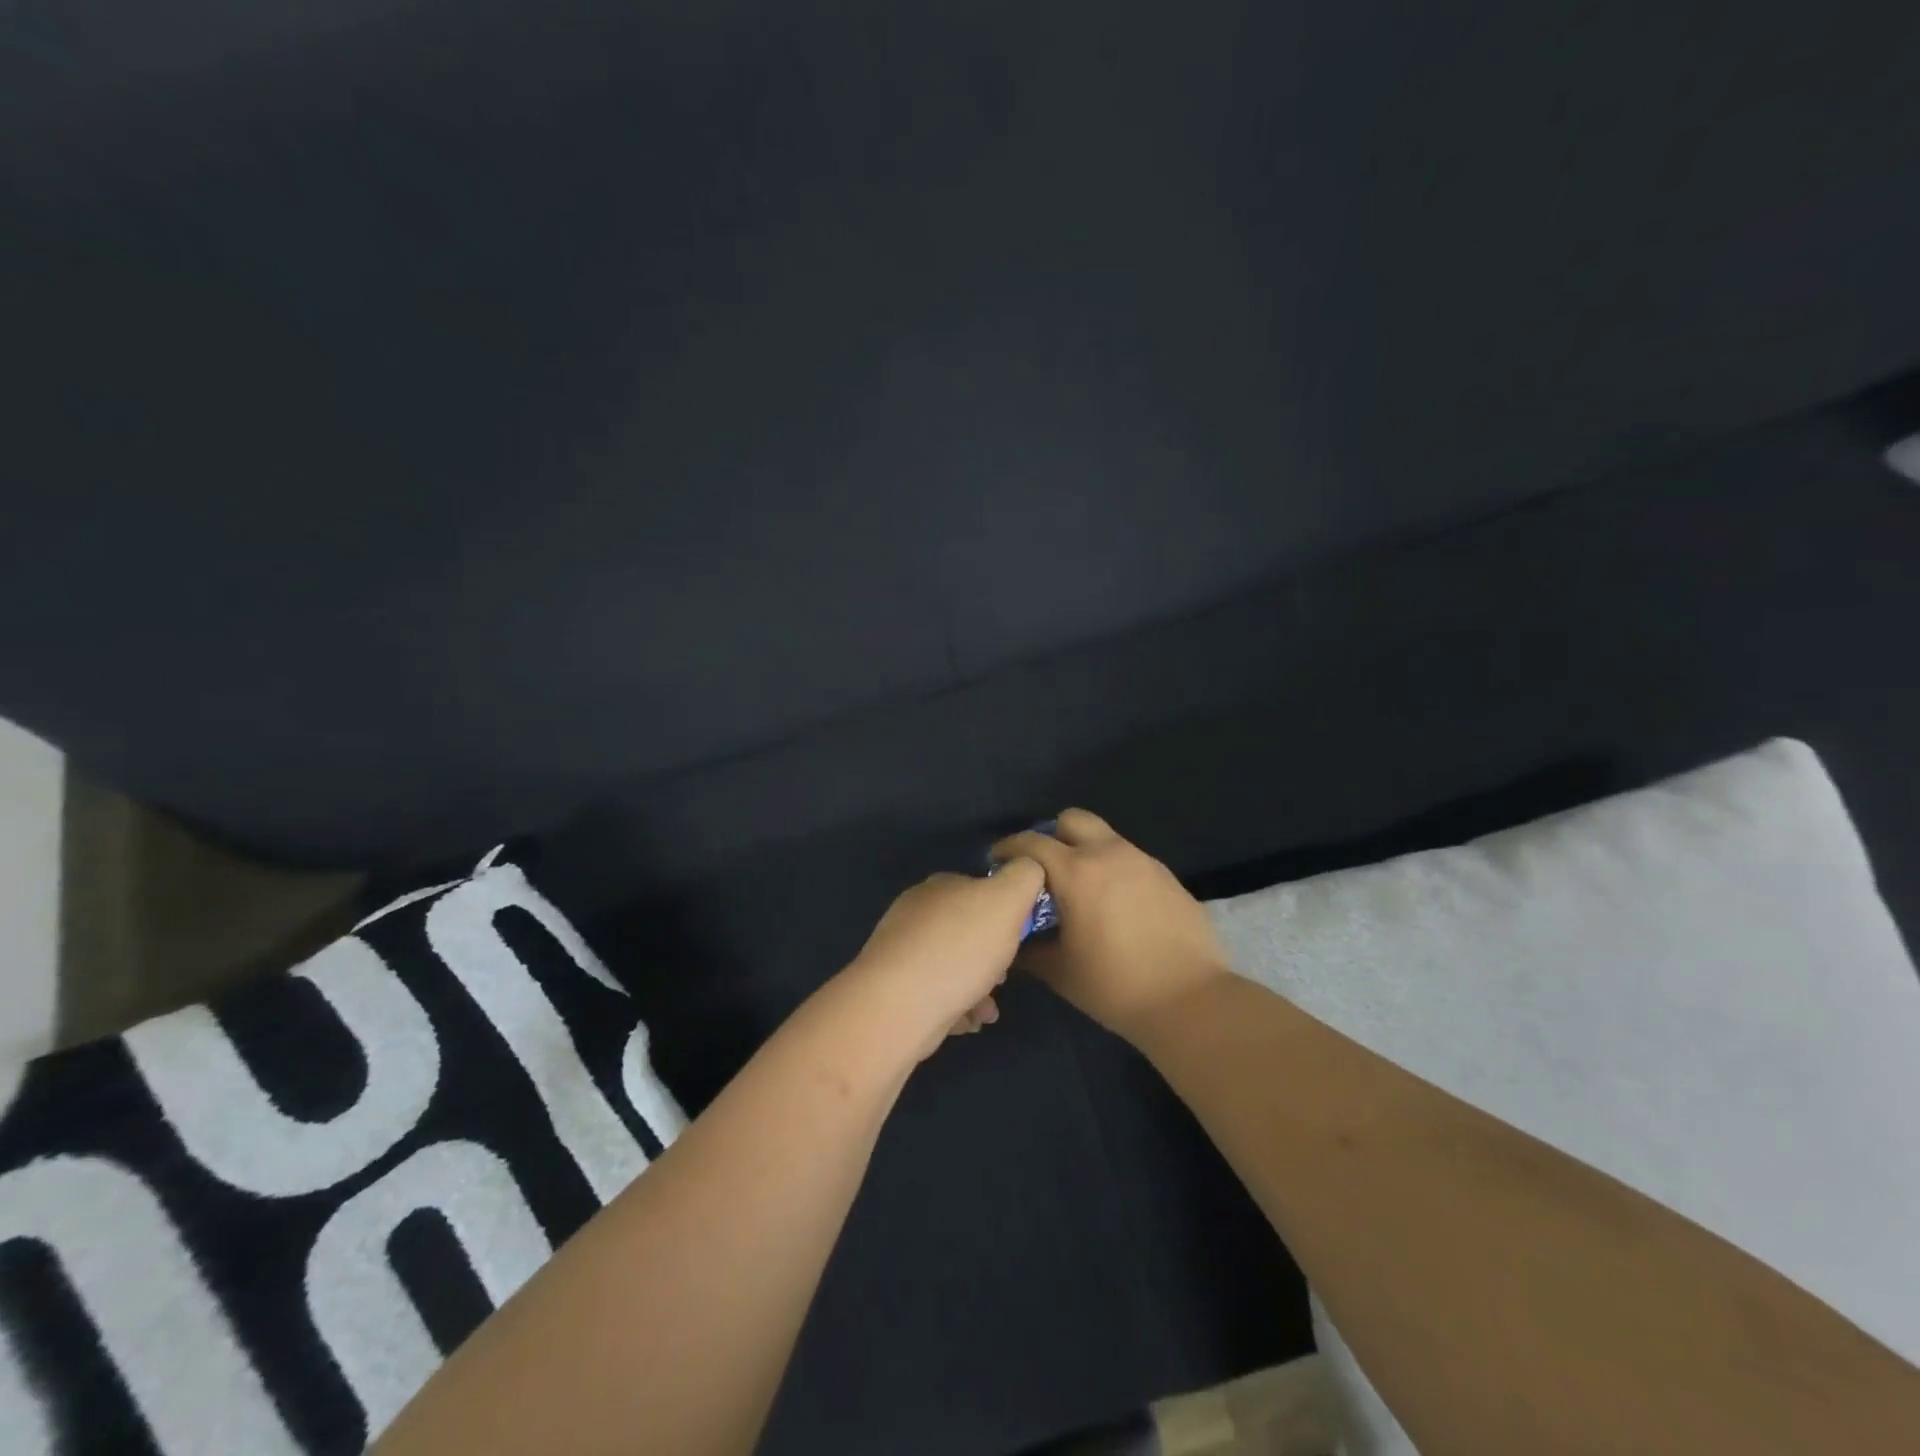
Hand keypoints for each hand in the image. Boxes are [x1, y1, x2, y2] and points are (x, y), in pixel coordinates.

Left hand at [838, 862, 1047, 1063]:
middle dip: (990, 956)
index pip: (978, 889)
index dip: (1005, 913)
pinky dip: (956, 1007)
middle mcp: (916, 912)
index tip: (1018, 939)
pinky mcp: (893, 987)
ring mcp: (900, 950)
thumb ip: (1025, 876)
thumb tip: (1028, 866)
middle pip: (966, 930)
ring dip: (977, 987)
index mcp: (940, 886)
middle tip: (1004, 976)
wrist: (899, 1006)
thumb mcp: (1008, 900)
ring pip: (952, 966)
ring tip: (987, 1010)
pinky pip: (935, 994)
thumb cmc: (960, 949)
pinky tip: (967, 1021)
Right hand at [993, 810, 1230, 1040]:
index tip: (998, 864)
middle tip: (1043, 869)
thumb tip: (1013, 940)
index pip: (1031, 842)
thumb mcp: (1060, 971)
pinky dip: (1113, 869)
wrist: (1190, 1000)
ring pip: (1104, 837)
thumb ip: (1029, 949)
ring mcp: (1142, 861)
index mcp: (1076, 872)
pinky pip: (1129, 859)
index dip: (1008, 848)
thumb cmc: (1115, 986)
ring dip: (1085, 851)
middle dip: (1052, 836)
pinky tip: (1115, 905)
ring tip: (1080, 889)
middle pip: (1072, 819)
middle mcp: (1109, 854)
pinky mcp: (1166, 876)